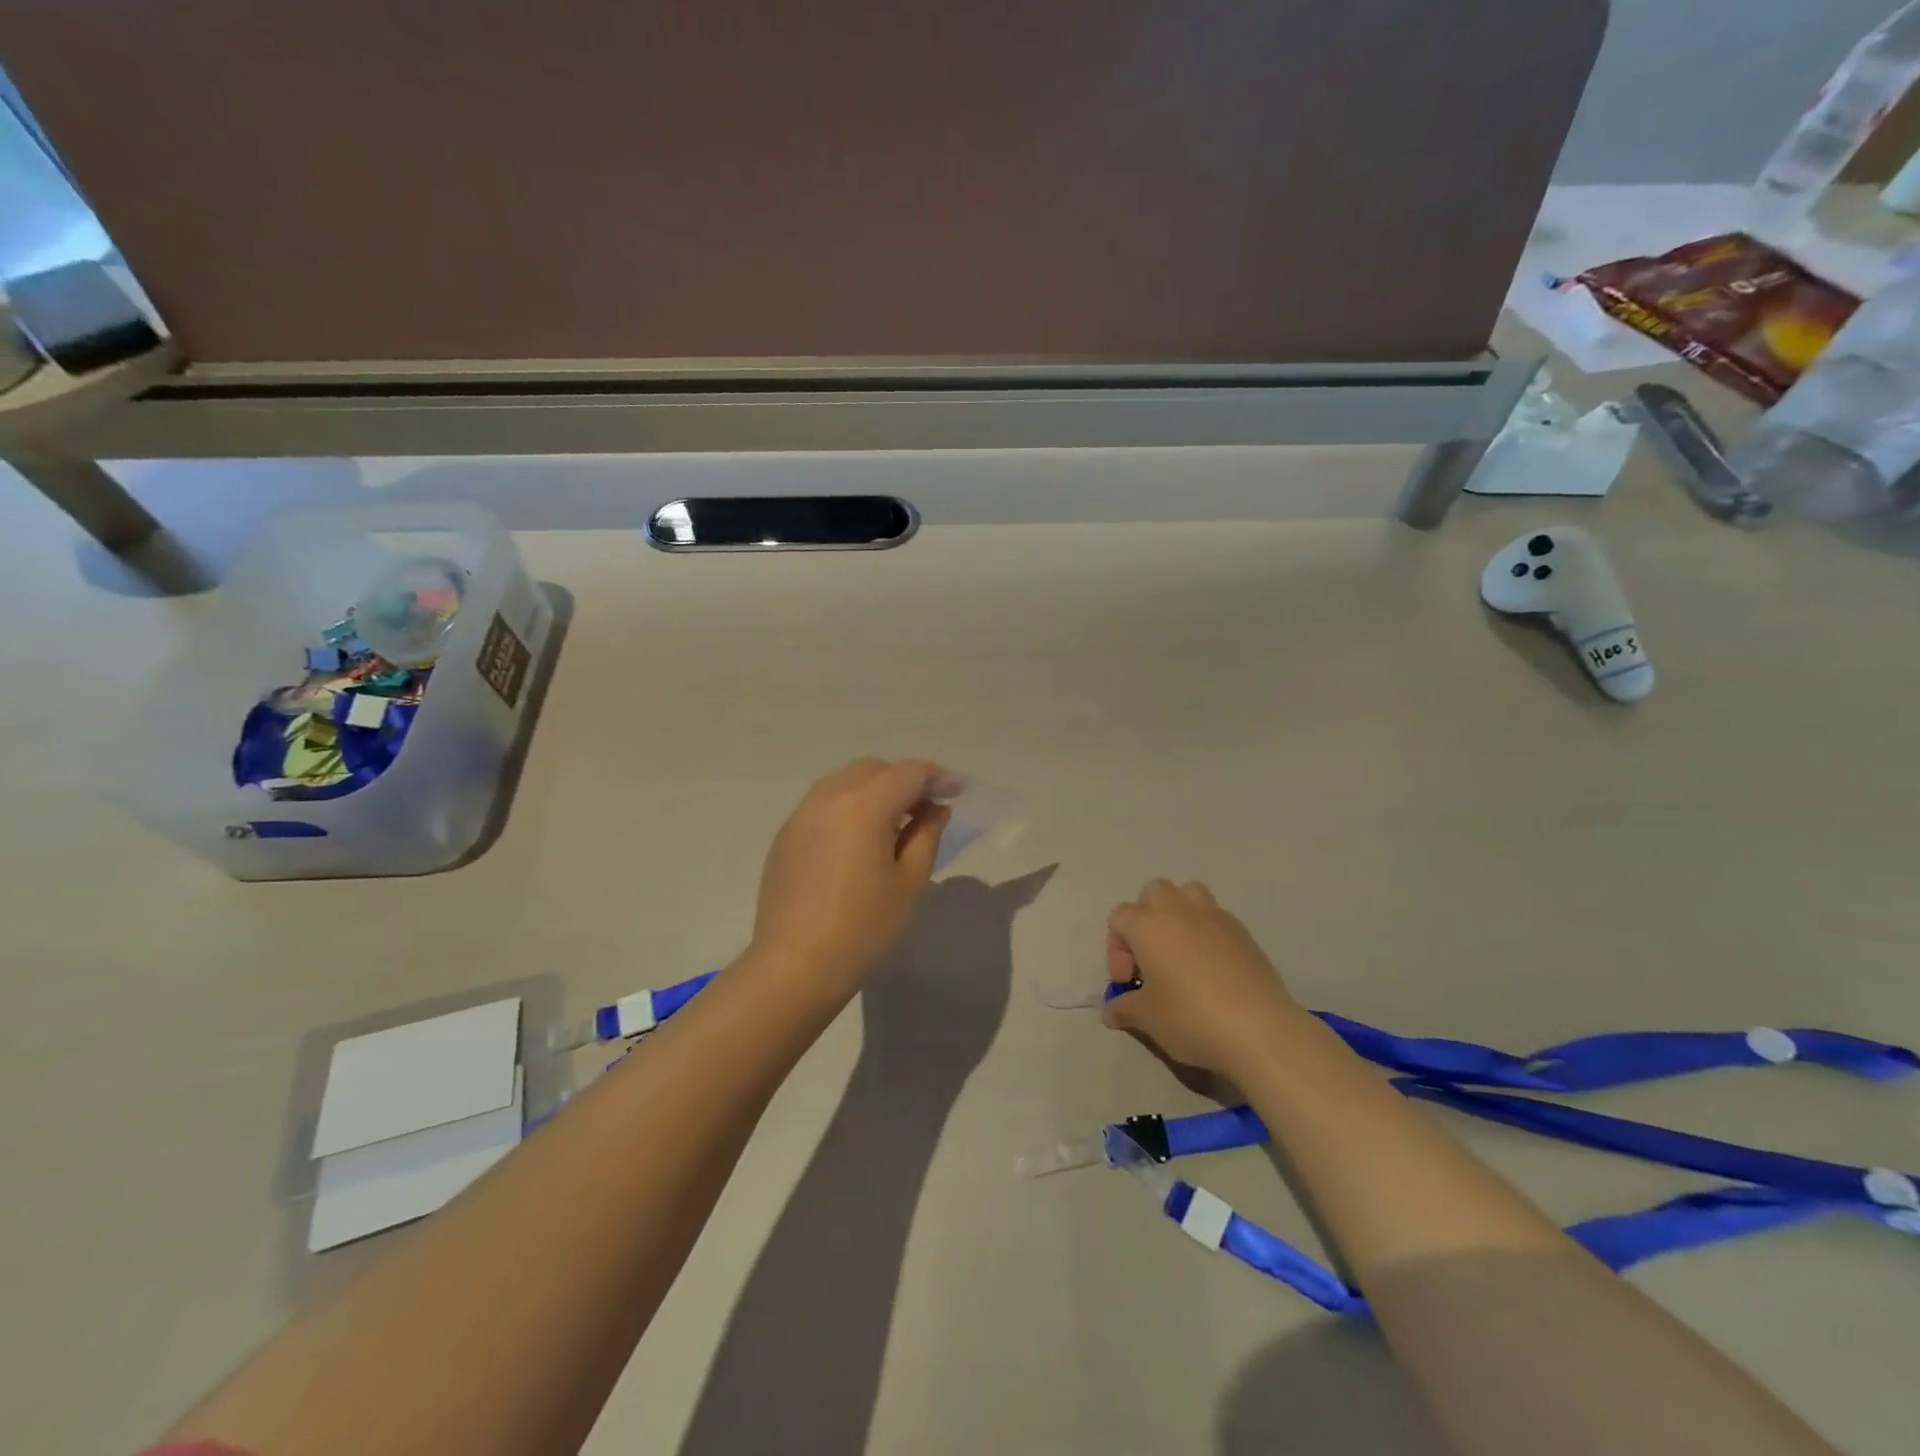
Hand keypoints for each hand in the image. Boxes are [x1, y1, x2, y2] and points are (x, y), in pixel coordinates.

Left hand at [750, 758, 951, 998]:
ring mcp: (801, 814)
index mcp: (863, 806)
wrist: (795, 965)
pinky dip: (848, 806)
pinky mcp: (785, 835)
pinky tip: (857, 840)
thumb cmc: (863, 927)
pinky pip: (823, 803)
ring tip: (892, 823)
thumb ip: (926, 834)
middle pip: (874, 769)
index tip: (957, 791)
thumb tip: (934, 809)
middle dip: (904, 780)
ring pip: (845, 781)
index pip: (908, 772)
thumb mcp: (909, 881)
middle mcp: (828, 798)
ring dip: (874, 790)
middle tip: (926, 810)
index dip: (937, 777)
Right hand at [1102, 879, 1307, 1075]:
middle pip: (1153, 892)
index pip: (1119, 918)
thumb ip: (1124, 1008)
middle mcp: (1179, 910)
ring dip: (1178, 914)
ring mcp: (1215, 917)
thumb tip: (1111, 1010)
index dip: (1116, 950)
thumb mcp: (1148, 1018)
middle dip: (1145, 919)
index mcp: (1149, 924)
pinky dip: (1207, 932)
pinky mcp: (1244, 932)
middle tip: (1151, 960)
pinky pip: (1216, 917)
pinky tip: (1212, 969)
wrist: (1260, 1030)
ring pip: (1188, 893)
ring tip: (1181, 953)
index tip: (1128, 984)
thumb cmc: (1191, 1017)